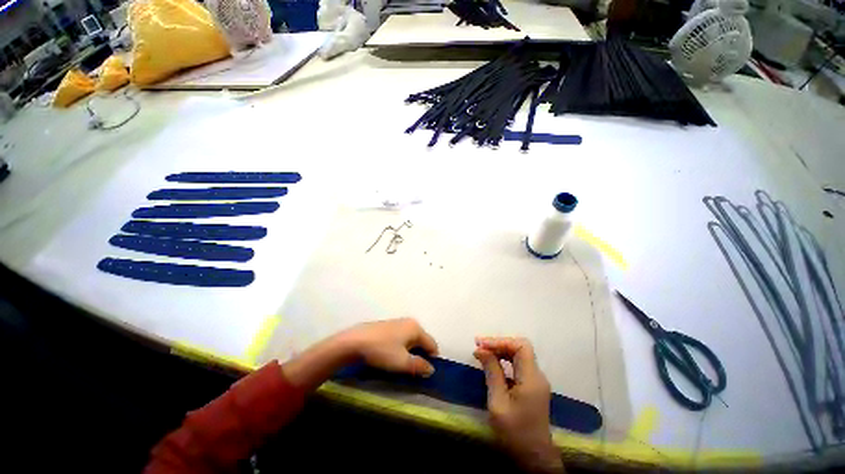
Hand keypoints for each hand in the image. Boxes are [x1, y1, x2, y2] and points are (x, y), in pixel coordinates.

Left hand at [341, 318, 438, 376]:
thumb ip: (419, 366)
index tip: (425, 374)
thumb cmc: (382, 351)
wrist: (354, 341)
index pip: (432, 344)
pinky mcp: (387, 327)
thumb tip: (431, 369)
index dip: (432, 360)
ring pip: (410, 340)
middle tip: (412, 371)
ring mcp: (397, 323)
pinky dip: (400, 348)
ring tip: (400, 366)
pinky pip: (400, 338)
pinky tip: (390, 356)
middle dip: (419, 356)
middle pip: (421, 341)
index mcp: (416, 328)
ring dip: (409, 353)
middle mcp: (409, 322)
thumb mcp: (402, 362)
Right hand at [474, 337, 563, 473]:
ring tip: (481, 352)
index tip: (481, 344)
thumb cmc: (515, 433)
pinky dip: (504, 359)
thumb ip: (492, 373)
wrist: (533, 458)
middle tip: (478, 346)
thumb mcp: (498, 403)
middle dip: (499, 343)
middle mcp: (537, 375)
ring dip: (500, 350)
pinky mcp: (532, 386)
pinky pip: (518, 364)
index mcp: (531, 378)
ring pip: (519, 354)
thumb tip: (481, 350)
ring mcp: (536, 381)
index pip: (521, 346)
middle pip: (520, 347)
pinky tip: (492, 363)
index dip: (500, 341)